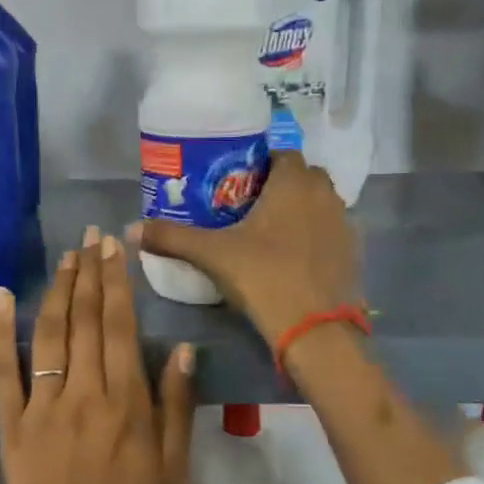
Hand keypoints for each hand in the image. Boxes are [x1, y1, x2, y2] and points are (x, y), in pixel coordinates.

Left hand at [0, 225, 196, 483]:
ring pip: (49, 334)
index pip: (118, 327)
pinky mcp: (12, 421)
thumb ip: (176, 405)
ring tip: (66, 258)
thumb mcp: (173, 468)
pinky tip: (3, 296)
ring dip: (57, 290)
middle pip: (84, 320)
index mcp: (125, 402)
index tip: (115, 249)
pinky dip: (1, 331)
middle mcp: (83, 392)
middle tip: (91, 238)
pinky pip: (4, 369)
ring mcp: (42, 404)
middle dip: (89, 273)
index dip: (117, 283)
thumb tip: (183, 347)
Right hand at [132, 151, 359, 347]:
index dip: (260, 163)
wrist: (315, 329)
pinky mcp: (353, 252)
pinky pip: (330, 231)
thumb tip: (130, 228)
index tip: (236, 181)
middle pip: (303, 176)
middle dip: (280, 185)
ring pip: (320, 203)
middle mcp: (325, 194)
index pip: (282, 154)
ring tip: (269, 232)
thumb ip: (172, 237)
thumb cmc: (264, 277)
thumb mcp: (212, 255)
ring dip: (300, 209)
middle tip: (249, 206)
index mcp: (294, 183)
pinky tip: (292, 257)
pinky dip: (314, 236)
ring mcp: (344, 223)